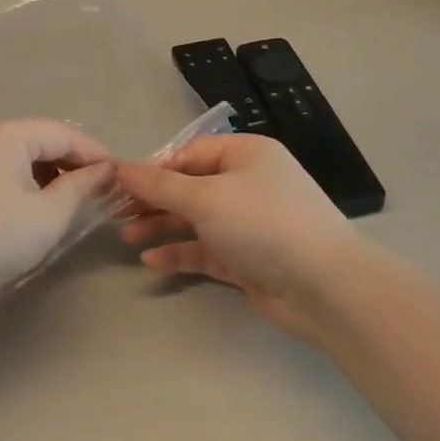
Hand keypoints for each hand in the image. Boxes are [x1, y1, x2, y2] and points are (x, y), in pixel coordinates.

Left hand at [0, 119, 113, 300]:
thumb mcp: (47, 216)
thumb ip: (79, 188)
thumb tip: (104, 170)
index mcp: (9, 134)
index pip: (64, 134)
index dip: (95, 154)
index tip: (121, 178)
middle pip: (42, 140)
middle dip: (73, 164)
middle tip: (101, 192)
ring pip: (22, 156)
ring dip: (50, 175)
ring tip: (73, 202)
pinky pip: (4, 168)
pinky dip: (27, 182)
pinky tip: (38, 207)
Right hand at [115, 135, 364, 336]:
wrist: (324, 286)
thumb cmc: (263, 223)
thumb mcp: (207, 197)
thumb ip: (161, 185)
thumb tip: (120, 167)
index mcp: (246, 155)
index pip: (190, 153)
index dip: (155, 167)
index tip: (119, 184)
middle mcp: (248, 184)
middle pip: (191, 186)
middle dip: (154, 199)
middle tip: (115, 212)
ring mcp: (249, 224)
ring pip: (196, 220)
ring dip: (162, 226)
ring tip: (125, 236)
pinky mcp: (247, 259)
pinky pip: (206, 250)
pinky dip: (180, 253)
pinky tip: (151, 260)